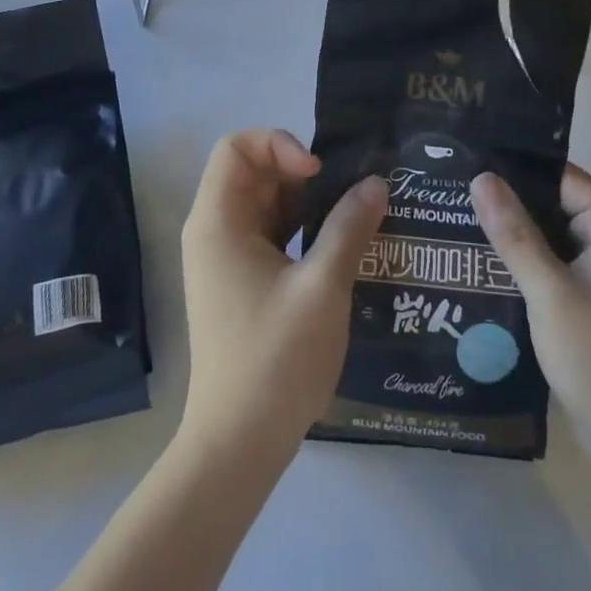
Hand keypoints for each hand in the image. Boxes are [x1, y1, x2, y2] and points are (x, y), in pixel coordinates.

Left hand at [178, 129, 387, 458]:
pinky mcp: (240, 281)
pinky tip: (338, 245)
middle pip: (252, 171)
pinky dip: (300, 227)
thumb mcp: (323, 287)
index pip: (237, 147)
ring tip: (351, 214)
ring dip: (306, 201)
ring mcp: (225, 258)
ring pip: (265, 202)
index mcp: (218, 222)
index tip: (318, 173)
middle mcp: (214, 231)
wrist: (237, 445)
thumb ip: (349, 227)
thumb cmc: (275, 360)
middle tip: (346, 193)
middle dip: (301, 172)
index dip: (279, 144)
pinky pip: (269, 232)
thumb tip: (375, 183)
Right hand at [470, 164, 590, 459]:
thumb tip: (481, 177)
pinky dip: (525, 263)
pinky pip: (555, 265)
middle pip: (554, 203)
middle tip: (452, 192)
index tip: (467, 161)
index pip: (559, 177)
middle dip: (508, 202)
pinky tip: (483, 264)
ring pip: (551, 235)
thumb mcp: (550, 292)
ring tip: (456, 220)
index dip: (514, 168)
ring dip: (513, 234)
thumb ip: (514, 233)